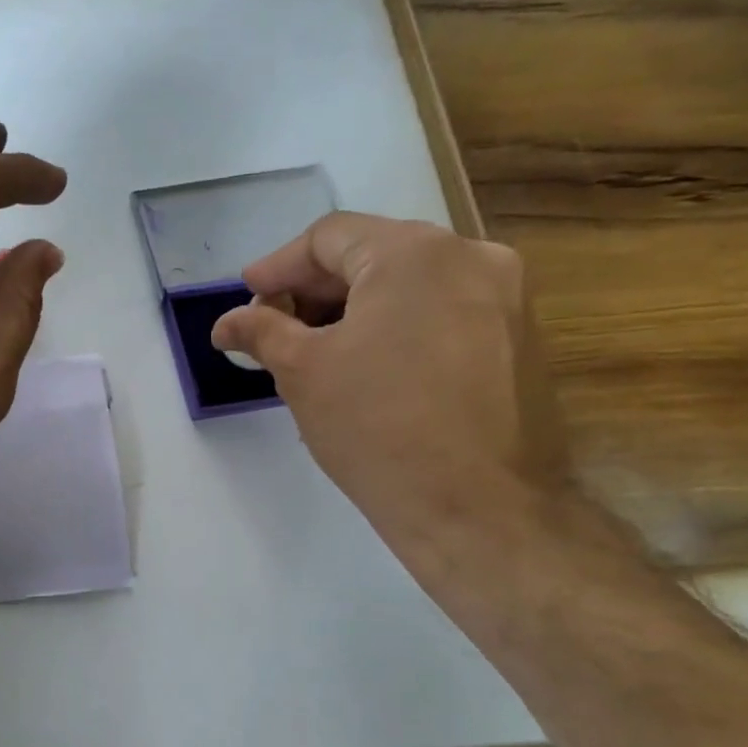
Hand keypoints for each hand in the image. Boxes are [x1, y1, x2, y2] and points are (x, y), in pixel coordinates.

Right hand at [210, 212, 570, 556]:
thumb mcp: (302, 373)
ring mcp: (507, 299)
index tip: (247, 299)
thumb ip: (260, 332)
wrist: (479, 509)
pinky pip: (442, 314)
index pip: (329, 237)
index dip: (278, 267)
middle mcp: (472, 257)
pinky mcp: (521, 341)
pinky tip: (368, 370)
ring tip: (315, 353)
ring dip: (354, 310)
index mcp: (415, 253)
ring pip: (410, 286)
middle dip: (314, 291)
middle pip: (373, 255)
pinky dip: (396, 328)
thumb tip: (226, 323)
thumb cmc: (377, 428)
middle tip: (273, 329)